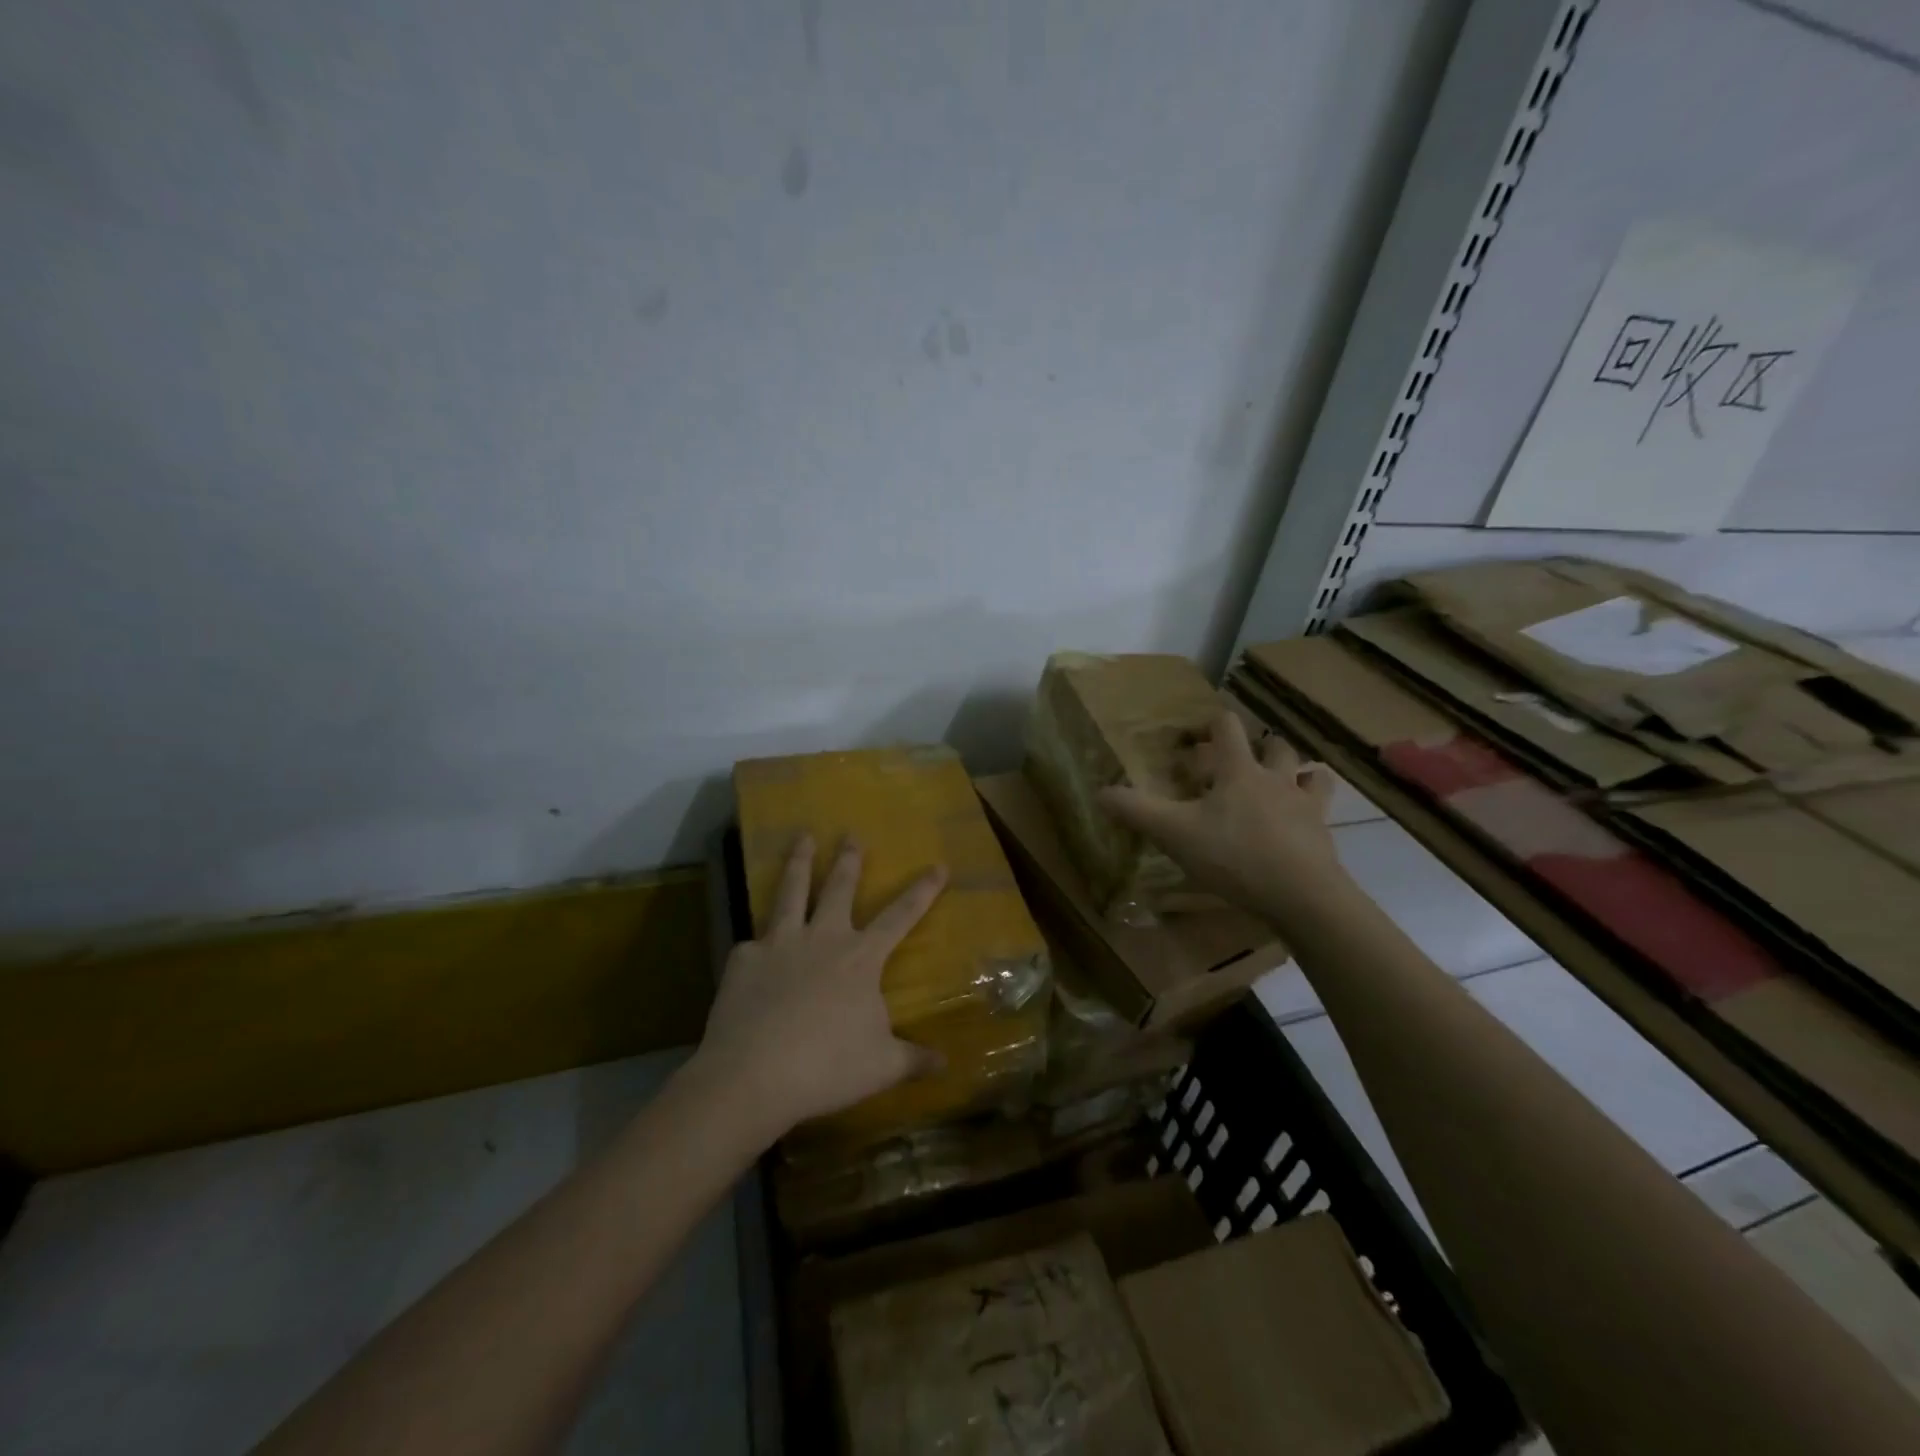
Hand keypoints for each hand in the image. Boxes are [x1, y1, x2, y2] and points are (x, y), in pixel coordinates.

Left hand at [696, 834, 947, 1136]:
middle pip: (839, 888)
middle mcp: (822, 938)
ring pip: (791, 892)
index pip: (900, 916)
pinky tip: (751, 952)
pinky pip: (752, 945)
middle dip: (848, 859)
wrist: (752, 1075)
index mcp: (860, 958)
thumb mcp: (881, 1067)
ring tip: (800, 836)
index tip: (938, 865)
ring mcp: (779, 943)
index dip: (922, 890)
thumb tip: (944, 1064)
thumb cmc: (827, 1068)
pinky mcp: (743, 959)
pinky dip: (756, 945)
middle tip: (850, 833)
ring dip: (798, 862)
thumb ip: (912, 1060)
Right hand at [1099, 710, 1343, 921]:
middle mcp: (1276, 777)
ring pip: (1306, 771)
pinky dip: (1313, 804)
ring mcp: (1305, 804)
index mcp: (1238, 770)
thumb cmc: (1234, 856)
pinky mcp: (1323, 832)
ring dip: (1293, 771)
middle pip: (1274, 745)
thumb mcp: (1174, 834)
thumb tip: (1100, 792)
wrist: (1302, 895)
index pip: (1227, 727)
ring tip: (1278, 784)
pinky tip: (1302, 818)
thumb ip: (1136, 811)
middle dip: (1258, 747)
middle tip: (1238, 763)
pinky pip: (1323, 806)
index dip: (1211, 724)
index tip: (1196, 737)